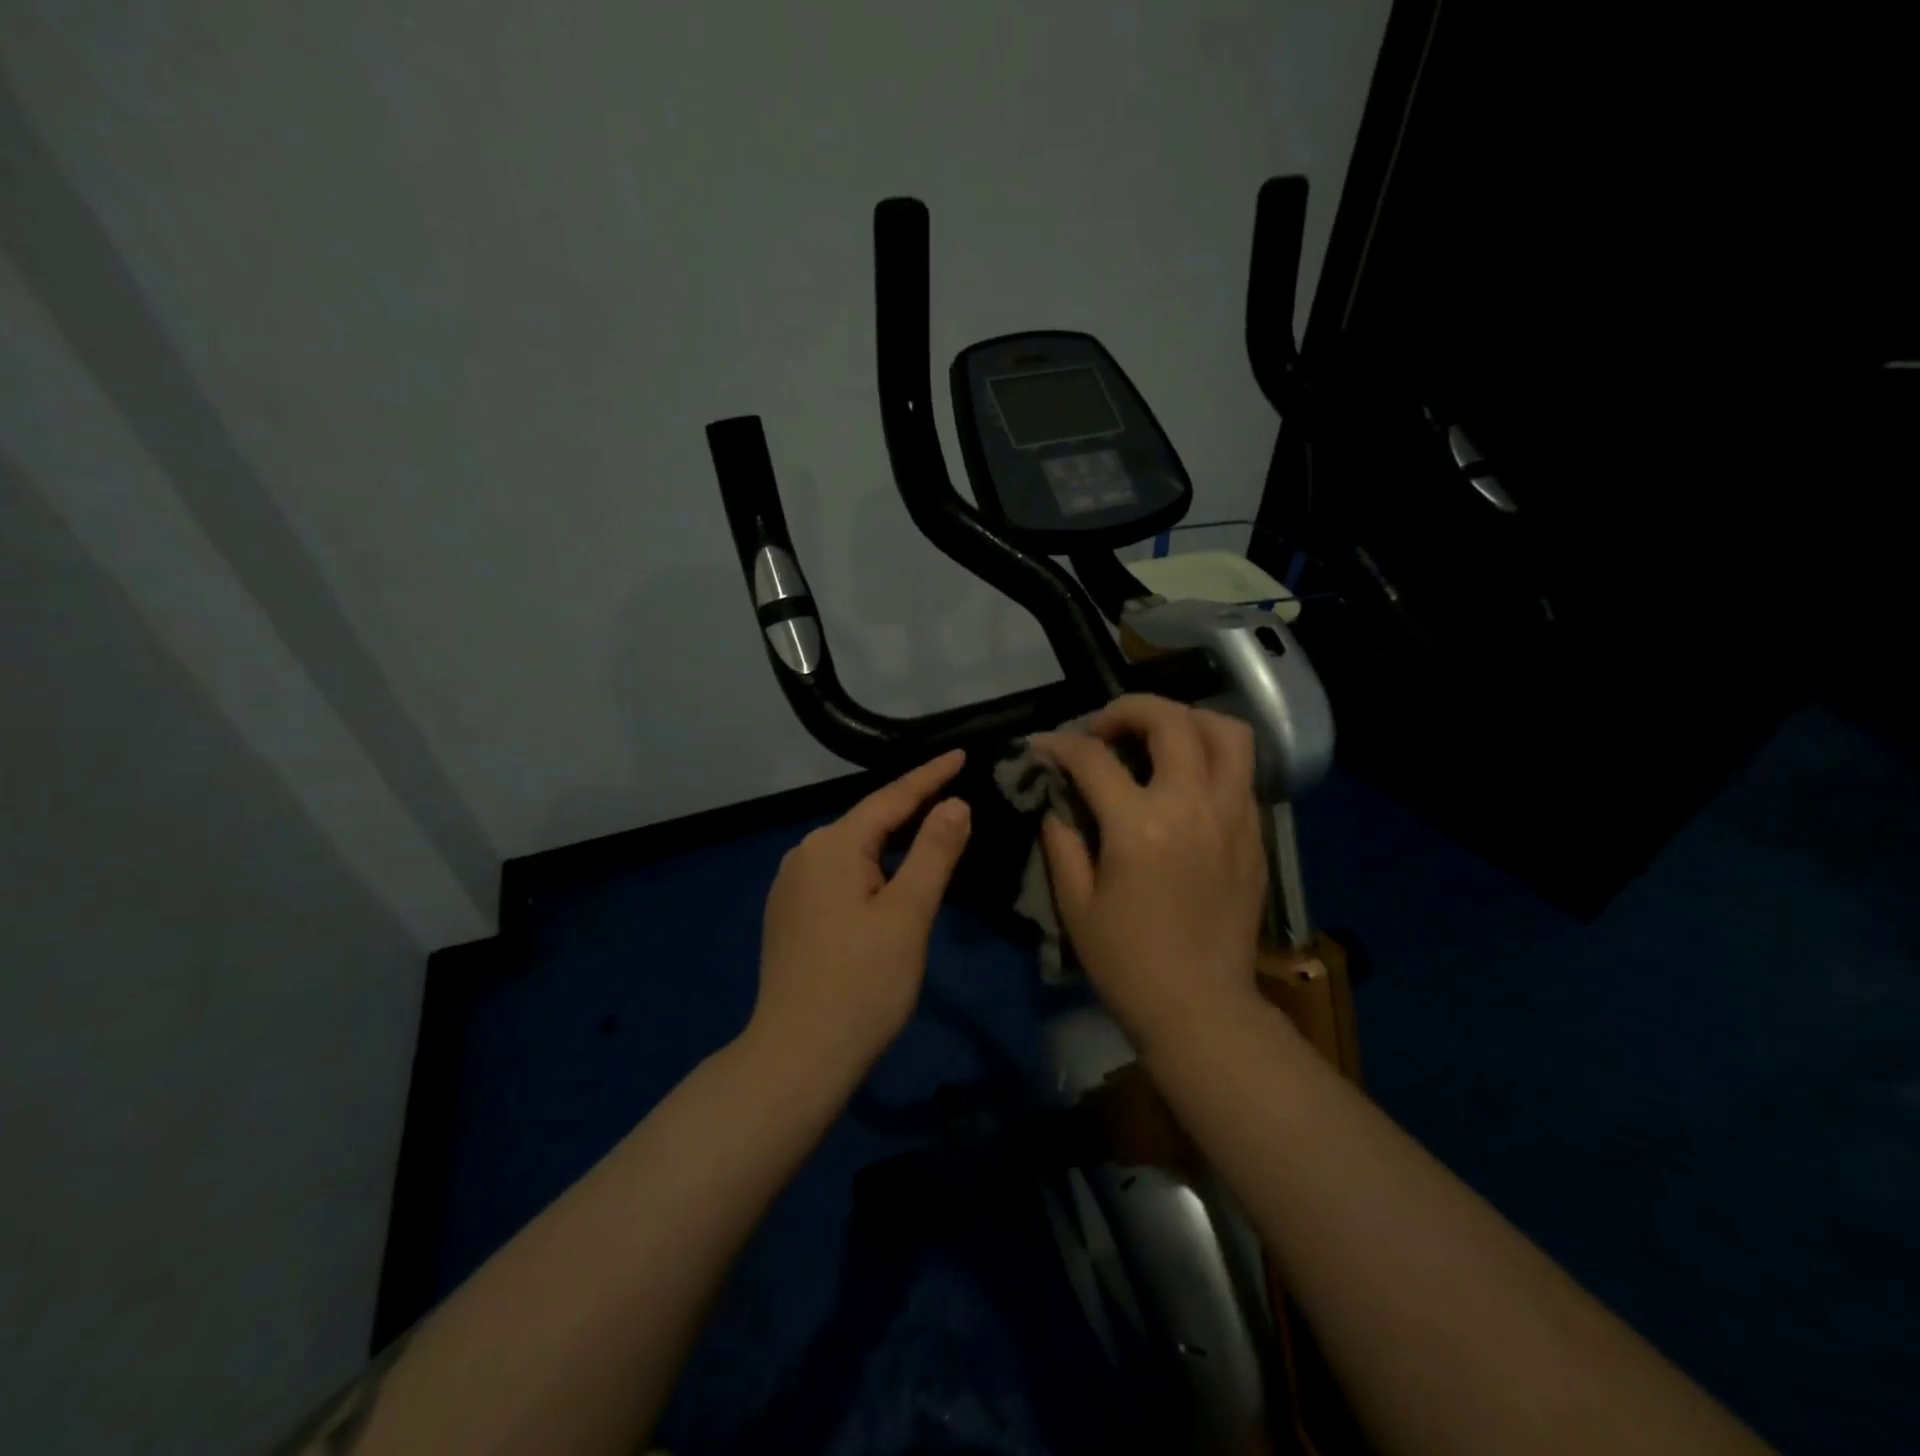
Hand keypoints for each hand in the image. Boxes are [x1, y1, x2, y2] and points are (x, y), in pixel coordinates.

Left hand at [749, 750, 971, 1078]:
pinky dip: (870, 868)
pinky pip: (838, 874)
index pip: (892, 798)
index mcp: (832, 845)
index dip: (930, 776)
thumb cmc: (863, 983)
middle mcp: (805, 853)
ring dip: (892, 842)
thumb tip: (953, 803)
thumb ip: (934, 851)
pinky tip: (887, 879)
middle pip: (869, 821)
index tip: (962, 753)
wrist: (798, 1055)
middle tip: (955, 795)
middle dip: (912, 808)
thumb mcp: (909, 913)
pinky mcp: (789, 912)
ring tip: (930, 833)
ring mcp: (791, 884)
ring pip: (854, 849)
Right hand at [1034, 696, 1267, 1052]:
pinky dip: (1211, 756)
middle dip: (1127, 709)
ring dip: (1186, 720)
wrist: (1201, 1007)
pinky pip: (1241, 771)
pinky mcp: (1255, 833)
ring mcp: (1233, 816)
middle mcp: (1193, 806)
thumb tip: (1057, 801)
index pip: (1094, 758)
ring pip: (1225, 732)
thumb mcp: (1075, 904)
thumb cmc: (1128, 962)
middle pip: (1170, 720)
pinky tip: (1184, 779)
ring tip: (1156, 738)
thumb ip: (1062, 841)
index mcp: (1140, 826)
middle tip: (1102, 730)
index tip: (1042, 746)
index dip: (1060, 744)